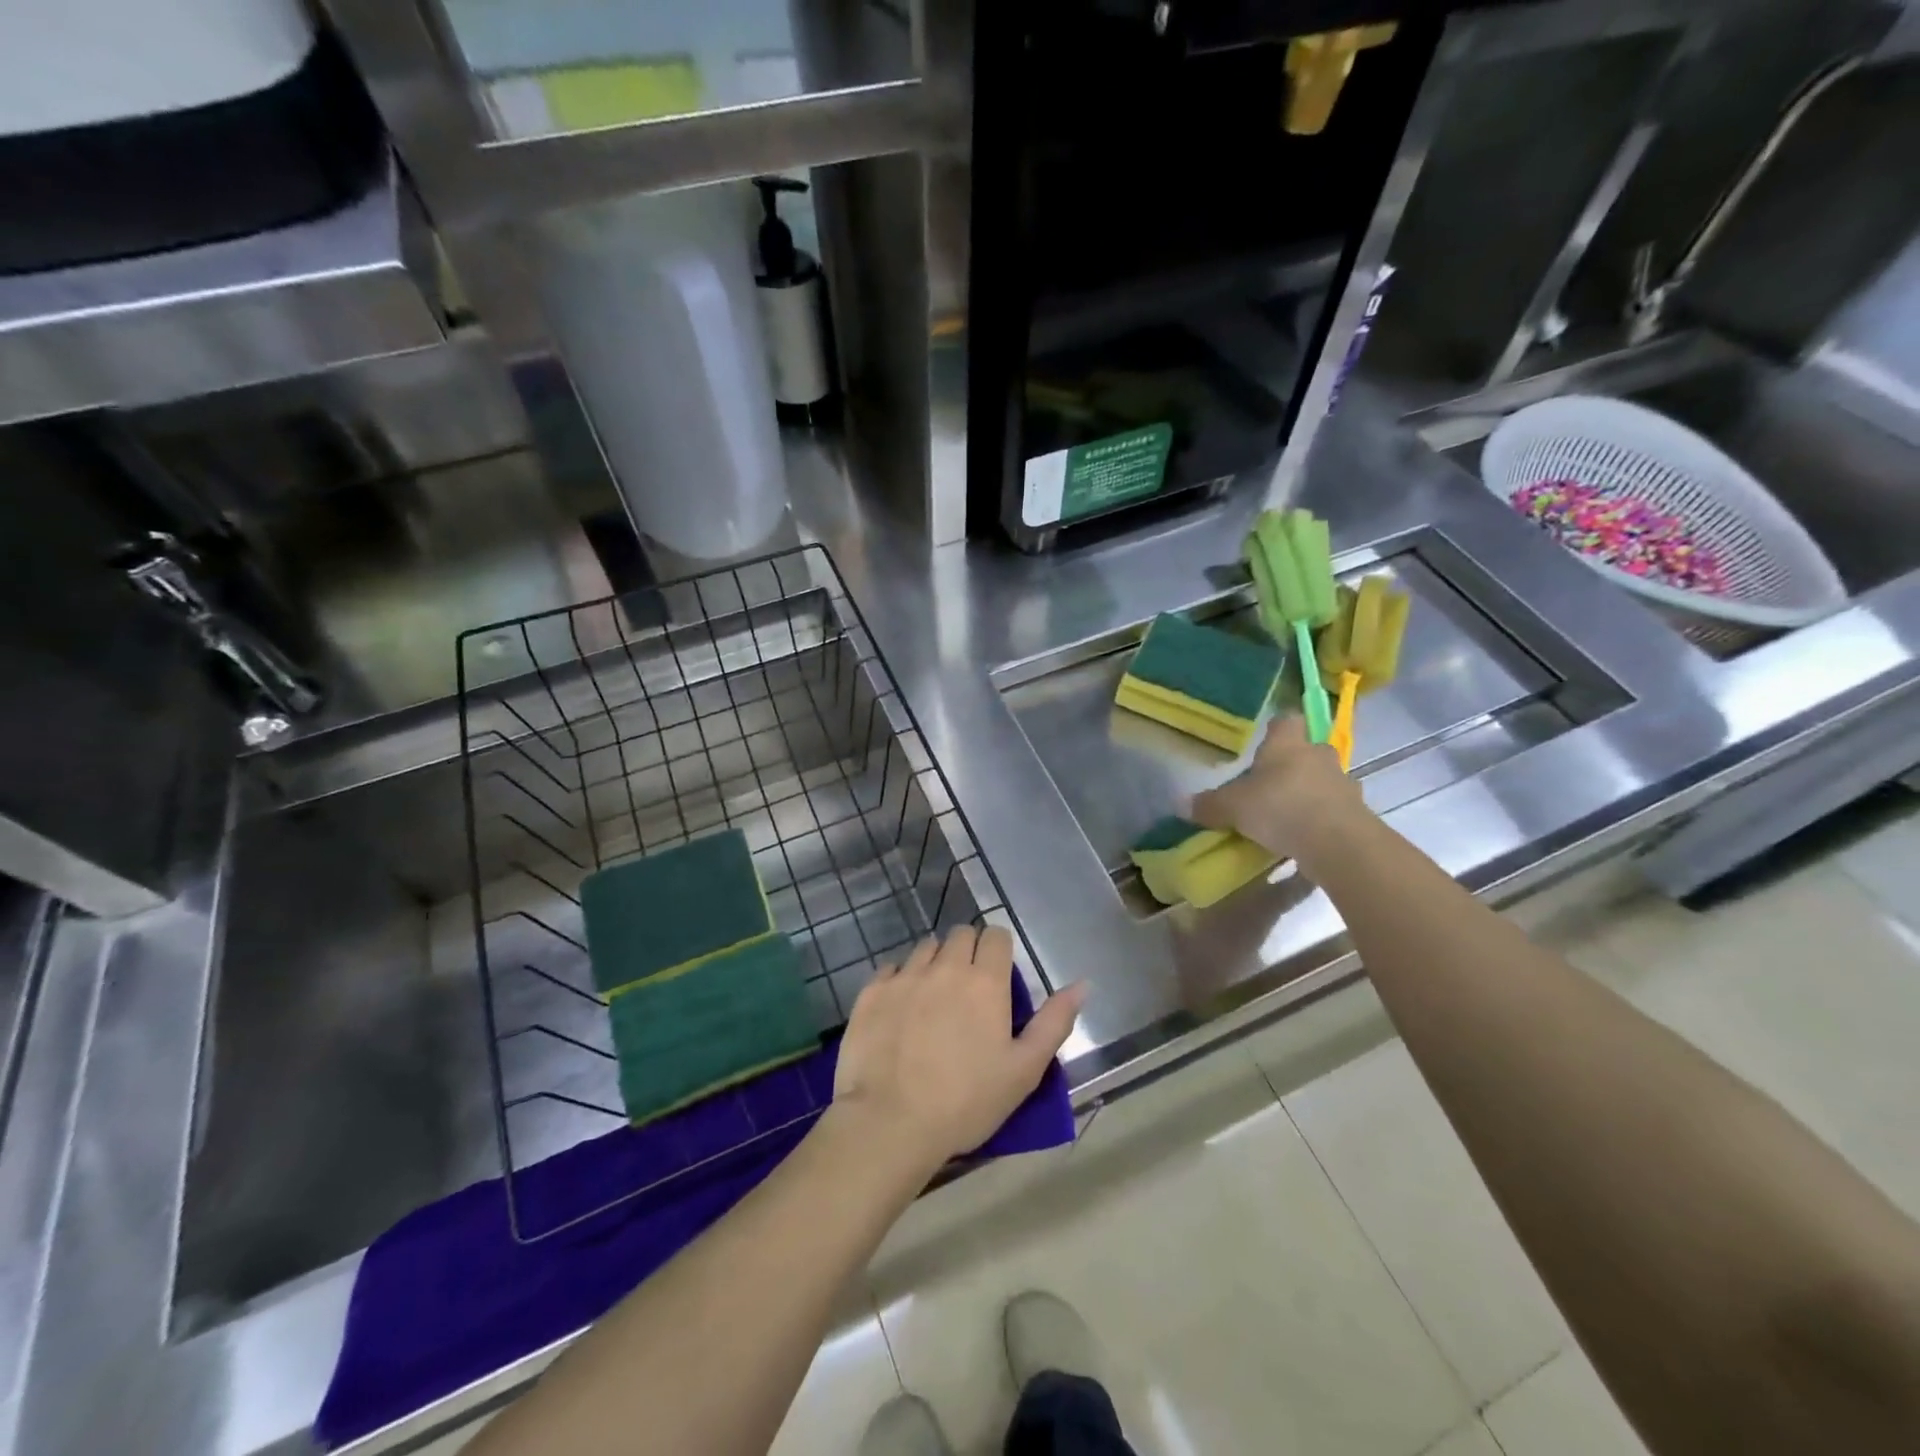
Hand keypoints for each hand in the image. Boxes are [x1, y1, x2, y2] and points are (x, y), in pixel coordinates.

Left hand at [831, 926, 1084, 1174]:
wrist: (890, 1123)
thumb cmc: (966, 1101)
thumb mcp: (1024, 1070)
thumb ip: (1054, 1022)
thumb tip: (1082, 984)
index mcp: (985, 981)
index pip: (996, 935)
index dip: (999, 951)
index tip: (998, 978)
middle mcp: (944, 966)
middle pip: (960, 934)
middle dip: (968, 951)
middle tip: (968, 989)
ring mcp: (904, 976)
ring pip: (925, 948)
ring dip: (935, 963)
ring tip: (934, 999)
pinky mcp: (871, 992)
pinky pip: (891, 969)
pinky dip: (900, 981)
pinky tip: (901, 1011)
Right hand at [1191, 716, 1368, 861]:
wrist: (1338, 843)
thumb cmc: (1280, 808)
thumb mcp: (1232, 808)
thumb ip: (1209, 805)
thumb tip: (1182, 804)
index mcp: (1287, 745)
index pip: (1286, 721)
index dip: (1276, 729)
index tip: (1265, 742)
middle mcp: (1318, 755)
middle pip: (1309, 749)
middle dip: (1294, 763)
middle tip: (1272, 783)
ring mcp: (1343, 783)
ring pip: (1325, 779)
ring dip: (1311, 791)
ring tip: (1289, 814)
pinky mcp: (1358, 812)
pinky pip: (1336, 808)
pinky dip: (1323, 817)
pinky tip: (1306, 836)